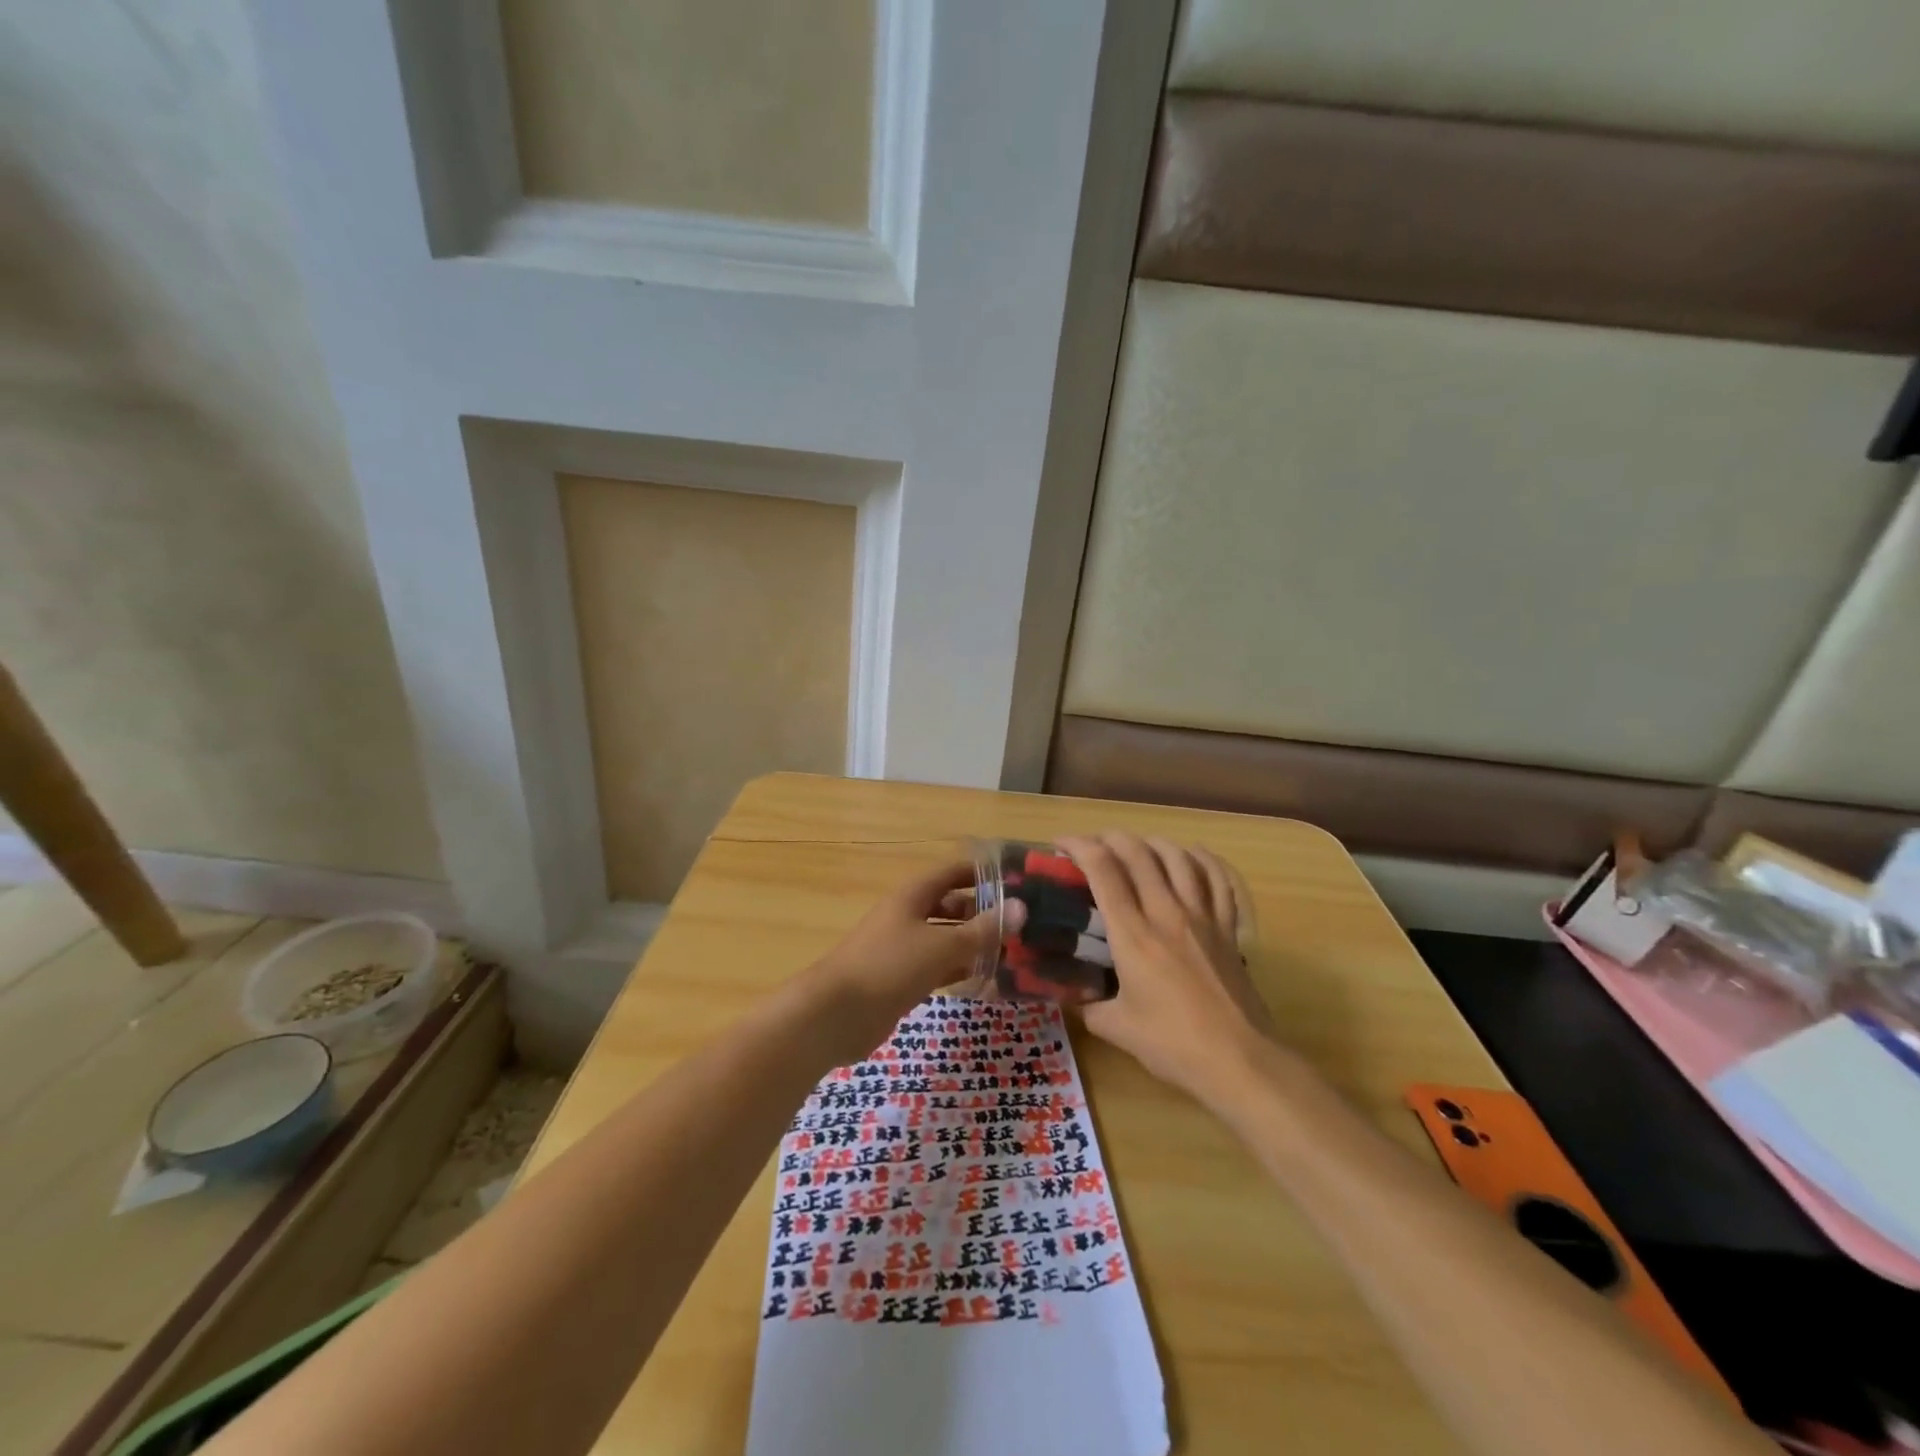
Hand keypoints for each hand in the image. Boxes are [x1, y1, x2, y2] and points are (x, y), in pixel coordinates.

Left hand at [802, 861, 1024, 1062]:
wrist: (835, 1014)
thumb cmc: (889, 966)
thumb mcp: (941, 946)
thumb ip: (982, 930)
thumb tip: (1020, 908)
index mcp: (913, 895)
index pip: (953, 873)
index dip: (982, 874)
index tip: (1018, 881)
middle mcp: (909, 915)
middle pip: (952, 906)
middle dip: (984, 913)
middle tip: (1024, 925)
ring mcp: (904, 948)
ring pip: (947, 939)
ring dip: (975, 945)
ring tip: (1015, 953)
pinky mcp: (902, 978)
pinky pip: (939, 966)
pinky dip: (961, 970)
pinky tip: (988, 980)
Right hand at [1057, 832, 1273, 1105]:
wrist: (1239, 1061)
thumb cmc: (1173, 1045)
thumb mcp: (1116, 1029)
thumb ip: (1087, 1007)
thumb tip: (1070, 996)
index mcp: (1133, 934)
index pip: (1103, 871)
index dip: (1079, 846)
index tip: (1061, 844)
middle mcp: (1166, 913)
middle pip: (1138, 853)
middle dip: (1110, 838)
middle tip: (1093, 844)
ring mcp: (1202, 917)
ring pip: (1177, 858)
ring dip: (1151, 842)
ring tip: (1136, 846)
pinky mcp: (1227, 928)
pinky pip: (1217, 880)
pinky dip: (1202, 859)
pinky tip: (1191, 853)